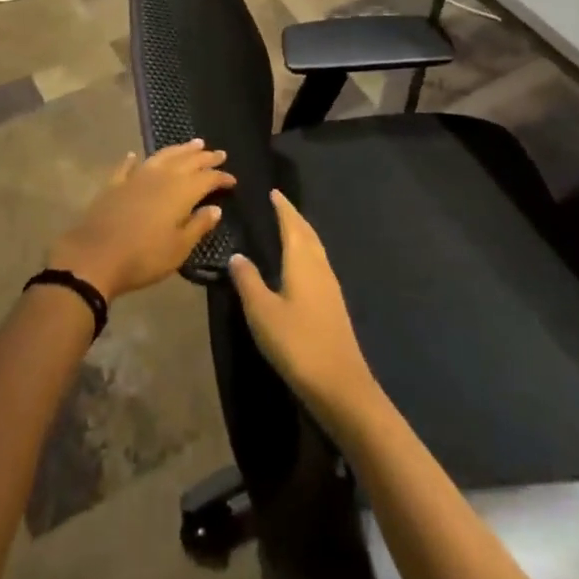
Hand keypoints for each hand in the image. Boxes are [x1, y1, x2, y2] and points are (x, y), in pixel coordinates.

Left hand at [47, 140, 234, 303]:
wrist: (96, 256)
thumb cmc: (144, 256)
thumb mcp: (179, 248)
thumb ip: (199, 225)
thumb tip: (216, 208)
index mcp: (180, 191)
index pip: (206, 178)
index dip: (221, 177)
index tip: (233, 179)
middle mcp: (160, 176)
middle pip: (187, 161)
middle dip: (204, 157)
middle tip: (218, 153)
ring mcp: (136, 177)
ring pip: (162, 156)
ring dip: (179, 149)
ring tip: (193, 143)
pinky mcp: (115, 184)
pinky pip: (127, 167)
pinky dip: (133, 160)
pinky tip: (134, 155)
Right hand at [228, 189, 380, 430]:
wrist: (341, 386)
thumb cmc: (297, 342)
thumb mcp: (262, 312)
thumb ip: (248, 281)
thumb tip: (237, 255)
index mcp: (302, 261)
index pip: (292, 225)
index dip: (283, 208)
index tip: (274, 192)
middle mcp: (320, 267)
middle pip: (308, 233)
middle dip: (294, 217)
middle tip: (280, 206)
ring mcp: (330, 287)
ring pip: (316, 249)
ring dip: (303, 234)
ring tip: (288, 228)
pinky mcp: (334, 306)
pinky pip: (319, 264)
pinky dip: (308, 253)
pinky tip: (301, 266)